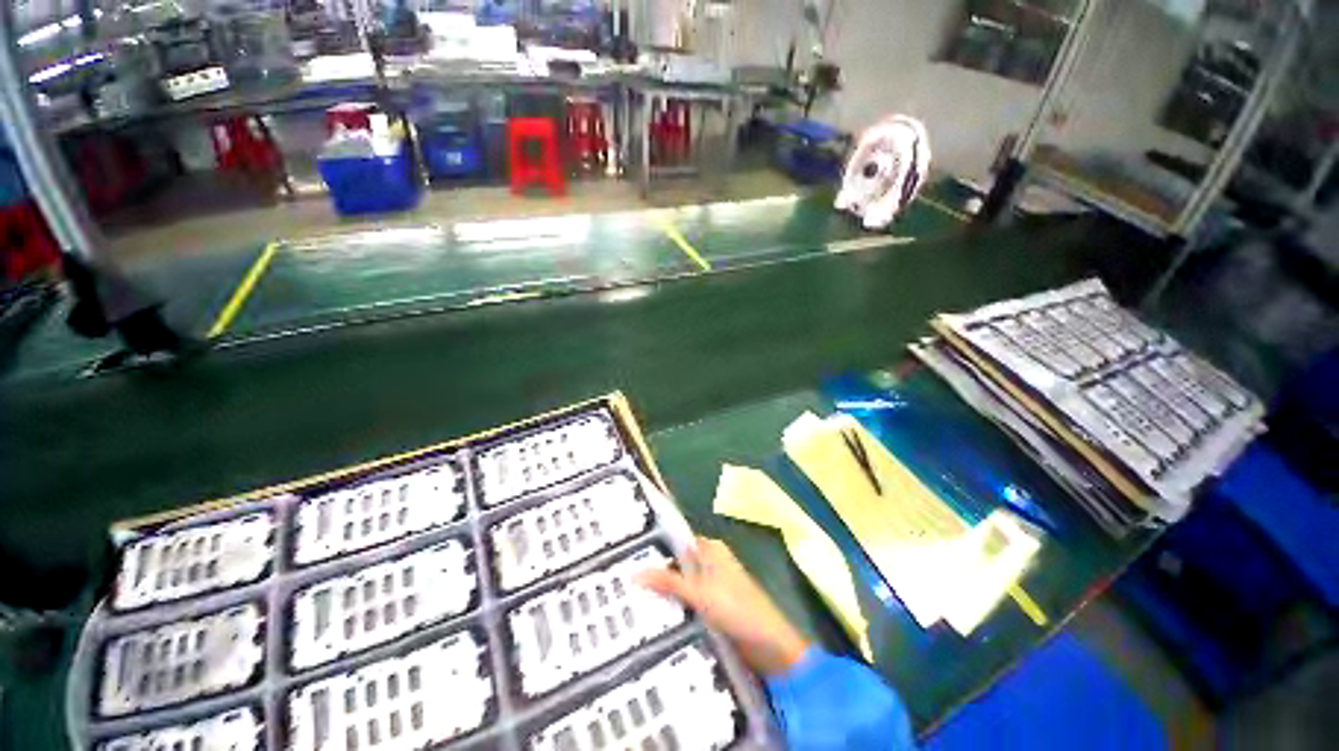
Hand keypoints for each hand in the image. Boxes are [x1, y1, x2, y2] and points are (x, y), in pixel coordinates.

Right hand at [636, 536, 809, 675]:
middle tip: (617, 580)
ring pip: (680, 590)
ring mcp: (714, 593)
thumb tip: (633, 572)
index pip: (681, 542)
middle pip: (678, 567)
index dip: (656, 545)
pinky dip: (671, 613)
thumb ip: (668, 582)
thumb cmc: (739, 611)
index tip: (625, 552)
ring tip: (623, 601)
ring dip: (661, 596)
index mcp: (715, 555)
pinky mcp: (714, 615)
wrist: (769, 645)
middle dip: (653, 573)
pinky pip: (686, 609)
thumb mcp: (700, 595)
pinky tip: (647, 622)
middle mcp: (714, 570)